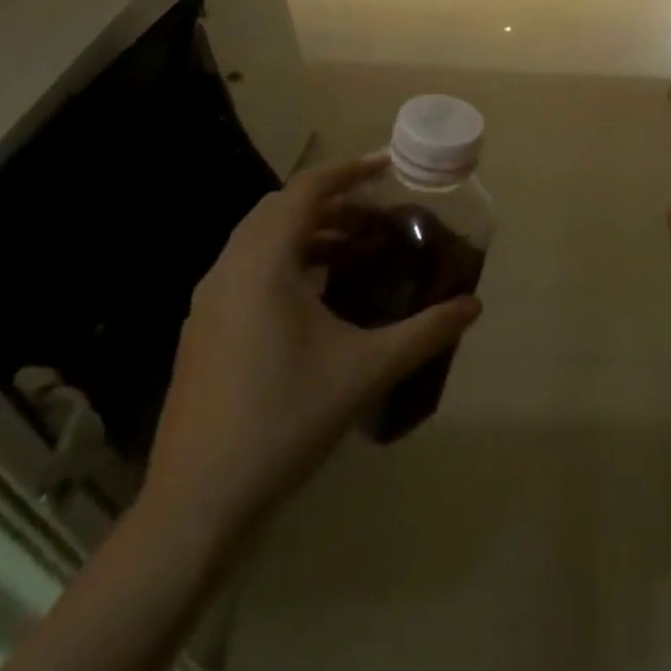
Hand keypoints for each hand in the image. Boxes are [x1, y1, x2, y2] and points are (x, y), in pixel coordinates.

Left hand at [143, 155, 481, 535]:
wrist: (197, 503)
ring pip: (259, 238)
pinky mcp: (201, 329)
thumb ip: (425, 331)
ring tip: (353, 248)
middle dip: (331, 201)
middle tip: (376, 214)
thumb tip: (474, 305)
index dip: (348, 171)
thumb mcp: (366, 370)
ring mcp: (207, 301)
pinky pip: (246, 268)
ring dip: (306, 230)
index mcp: (263, 264)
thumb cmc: (285, 420)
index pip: (305, 190)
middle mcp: (228, 270)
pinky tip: (315, 295)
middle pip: (280, 208)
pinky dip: (284, 258)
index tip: (387, 167)